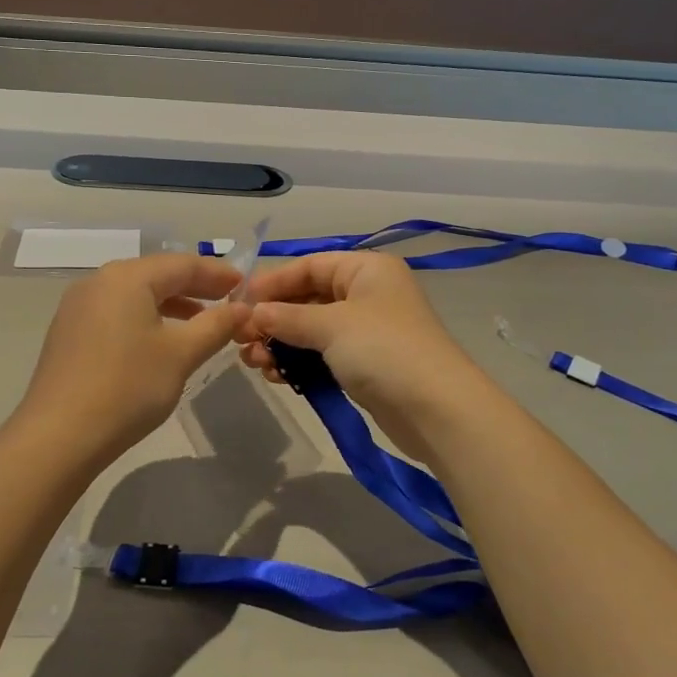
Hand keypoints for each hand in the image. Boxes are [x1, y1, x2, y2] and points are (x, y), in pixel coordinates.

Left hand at [14, 254, 248, 462]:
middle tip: (228, 300)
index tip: (245, 285)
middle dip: (195, 286)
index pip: (182, 264)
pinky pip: (116, 311)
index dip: (217, 273)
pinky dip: (145, 317)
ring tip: (201, 321)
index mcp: (127, 277)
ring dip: (171, 303)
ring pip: (135, 294)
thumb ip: (215, 325)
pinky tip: (160, 341)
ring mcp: (78, 306)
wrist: (58, 437)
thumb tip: (242, 308)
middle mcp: (99, 281)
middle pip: (156, 274)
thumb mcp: (181, 355)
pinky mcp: (69, 332)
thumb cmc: (127, 387)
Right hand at [236, 253, 490, 460]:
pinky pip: (322, 354)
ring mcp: (367, 330)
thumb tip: (253, 314)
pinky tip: (274, 374)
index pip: (310, 266)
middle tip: (241, 338)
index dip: (274, 282)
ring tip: (253, 361)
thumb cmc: (384, 350)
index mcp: (366, 270)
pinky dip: (298, 361)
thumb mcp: (331, 326)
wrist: (437, 410)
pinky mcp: (366, 364)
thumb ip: (288, 317)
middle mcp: (367, 293)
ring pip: (312, 329)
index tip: (239, 301)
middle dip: (274, 317)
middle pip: (309, 297)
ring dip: (281, 342)